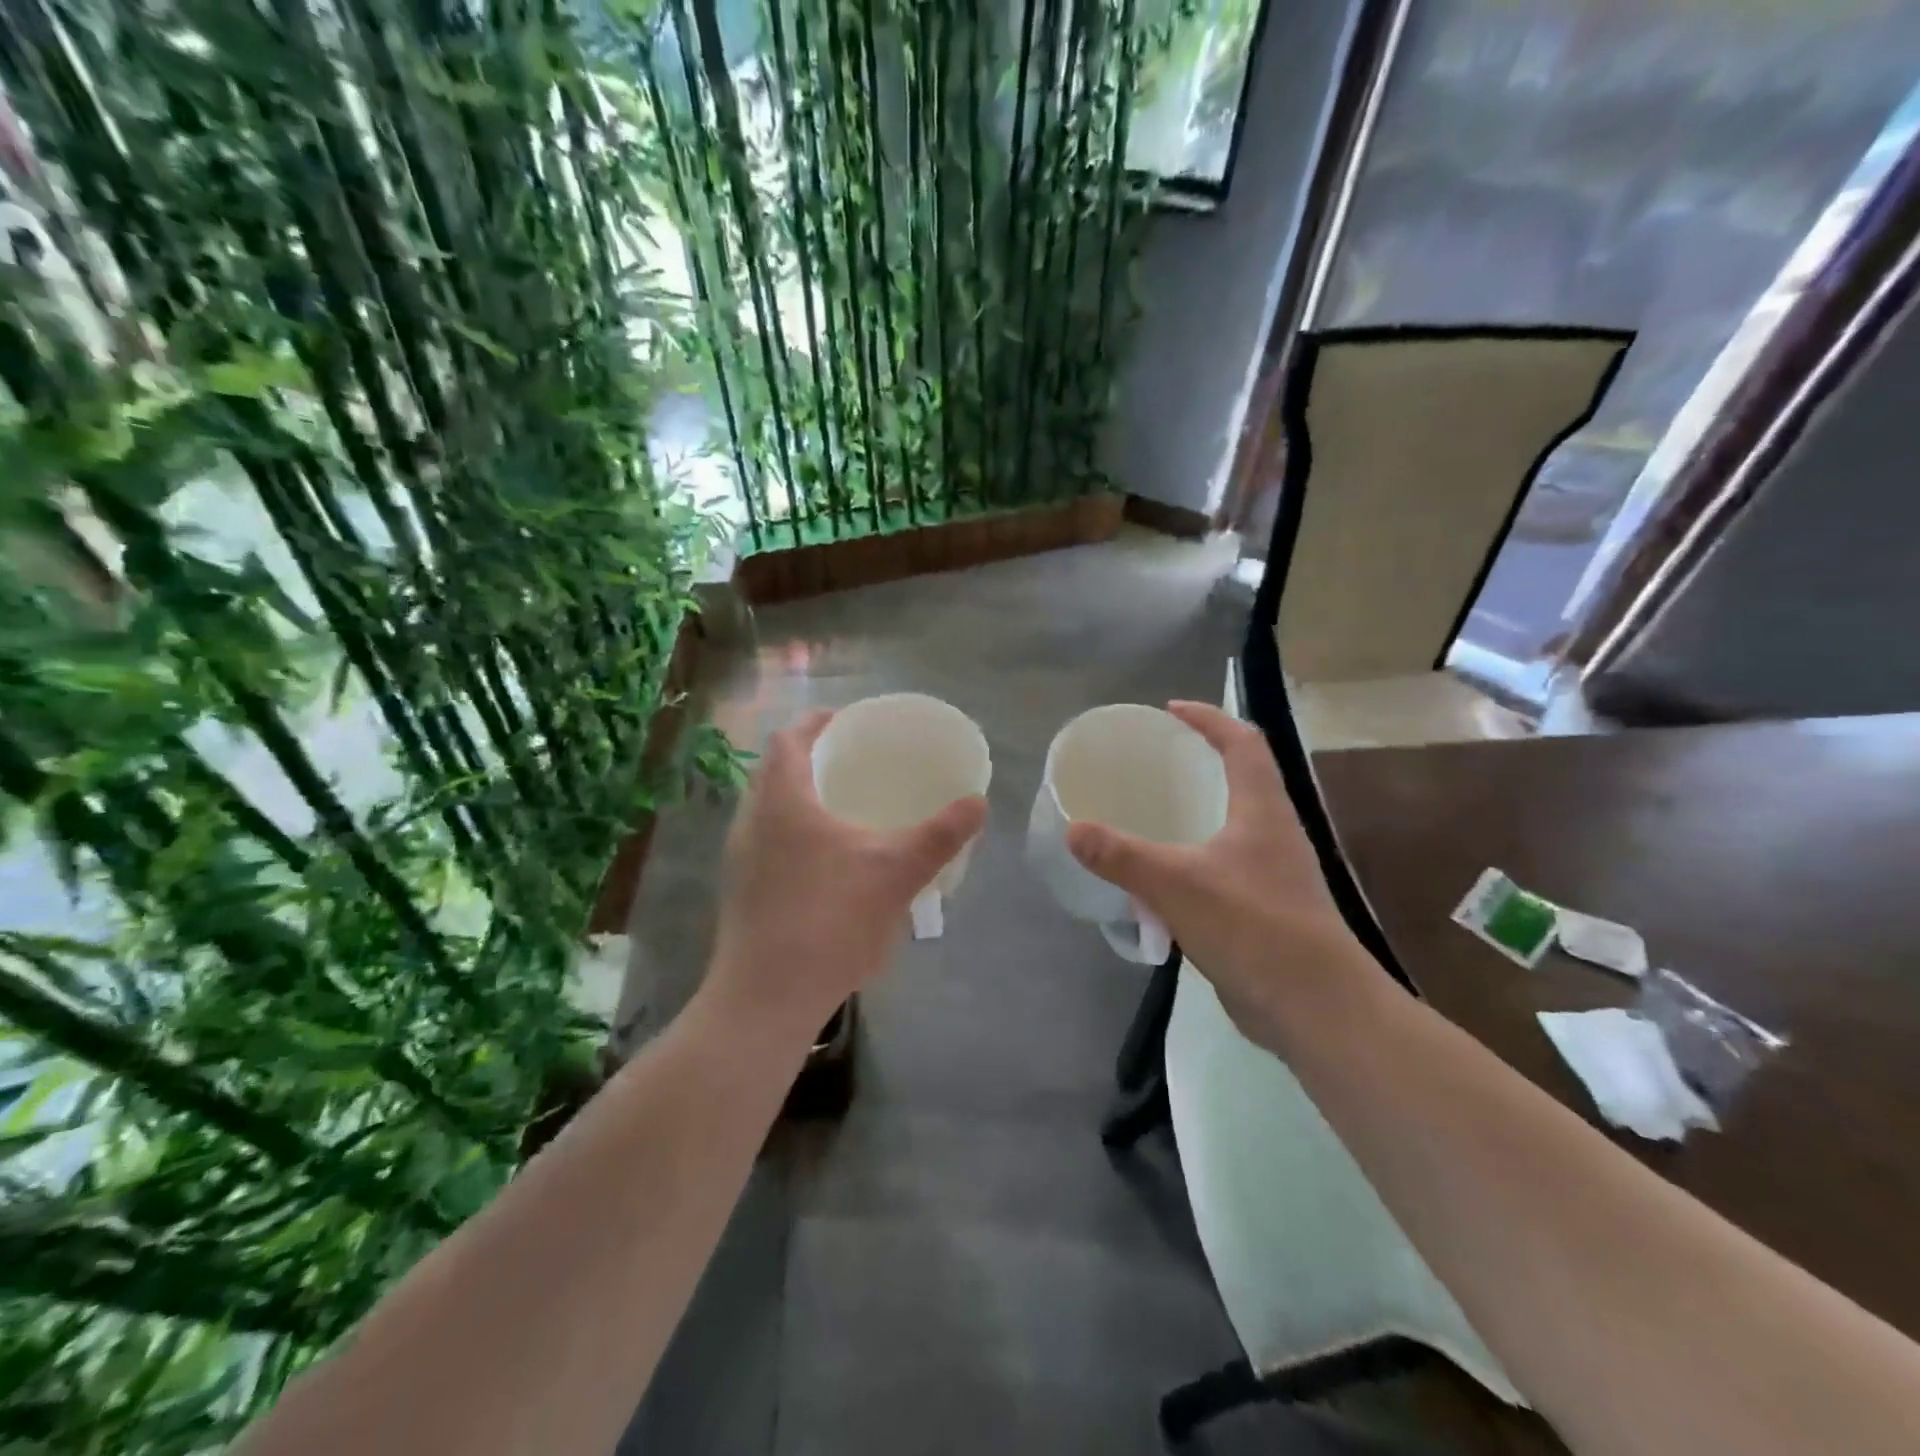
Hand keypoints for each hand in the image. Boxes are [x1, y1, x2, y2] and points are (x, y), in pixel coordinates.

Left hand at [706, 710, 987, 1045]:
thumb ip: (939, 835)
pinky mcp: (740, 892)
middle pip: (775, 771)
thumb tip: (978, 802)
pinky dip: (793, 834)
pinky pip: (766, 843)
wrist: (767, 998)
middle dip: (811, 760)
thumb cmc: (830, 920)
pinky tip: (826, 864)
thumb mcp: (896, 872)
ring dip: (800, 799)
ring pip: (768, 810)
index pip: (787, 739)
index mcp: (782, 800)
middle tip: (852, 764)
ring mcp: (740, 859)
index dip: (816, 722)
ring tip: (843, 810)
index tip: (846, 722)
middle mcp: (751, 821)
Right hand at [1065, 701, 1384, 1051]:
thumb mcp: (1176, 883)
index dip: (1210, 718)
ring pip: (1233, 826)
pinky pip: (1224, 868)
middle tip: (1155, 763)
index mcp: (1263, 810)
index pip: (1243, 742)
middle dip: (1202, 762)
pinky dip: (1194, 859)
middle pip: (1243, 779)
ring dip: (1198, 812)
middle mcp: (1274, 833)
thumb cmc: (1252, 926)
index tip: (1171, 711)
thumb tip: (1073, 829)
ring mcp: (1273, 874)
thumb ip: (1122, 855)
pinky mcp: (1265, 910)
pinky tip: (1163, 878)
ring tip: (1153, 814)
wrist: (1315, 1007)